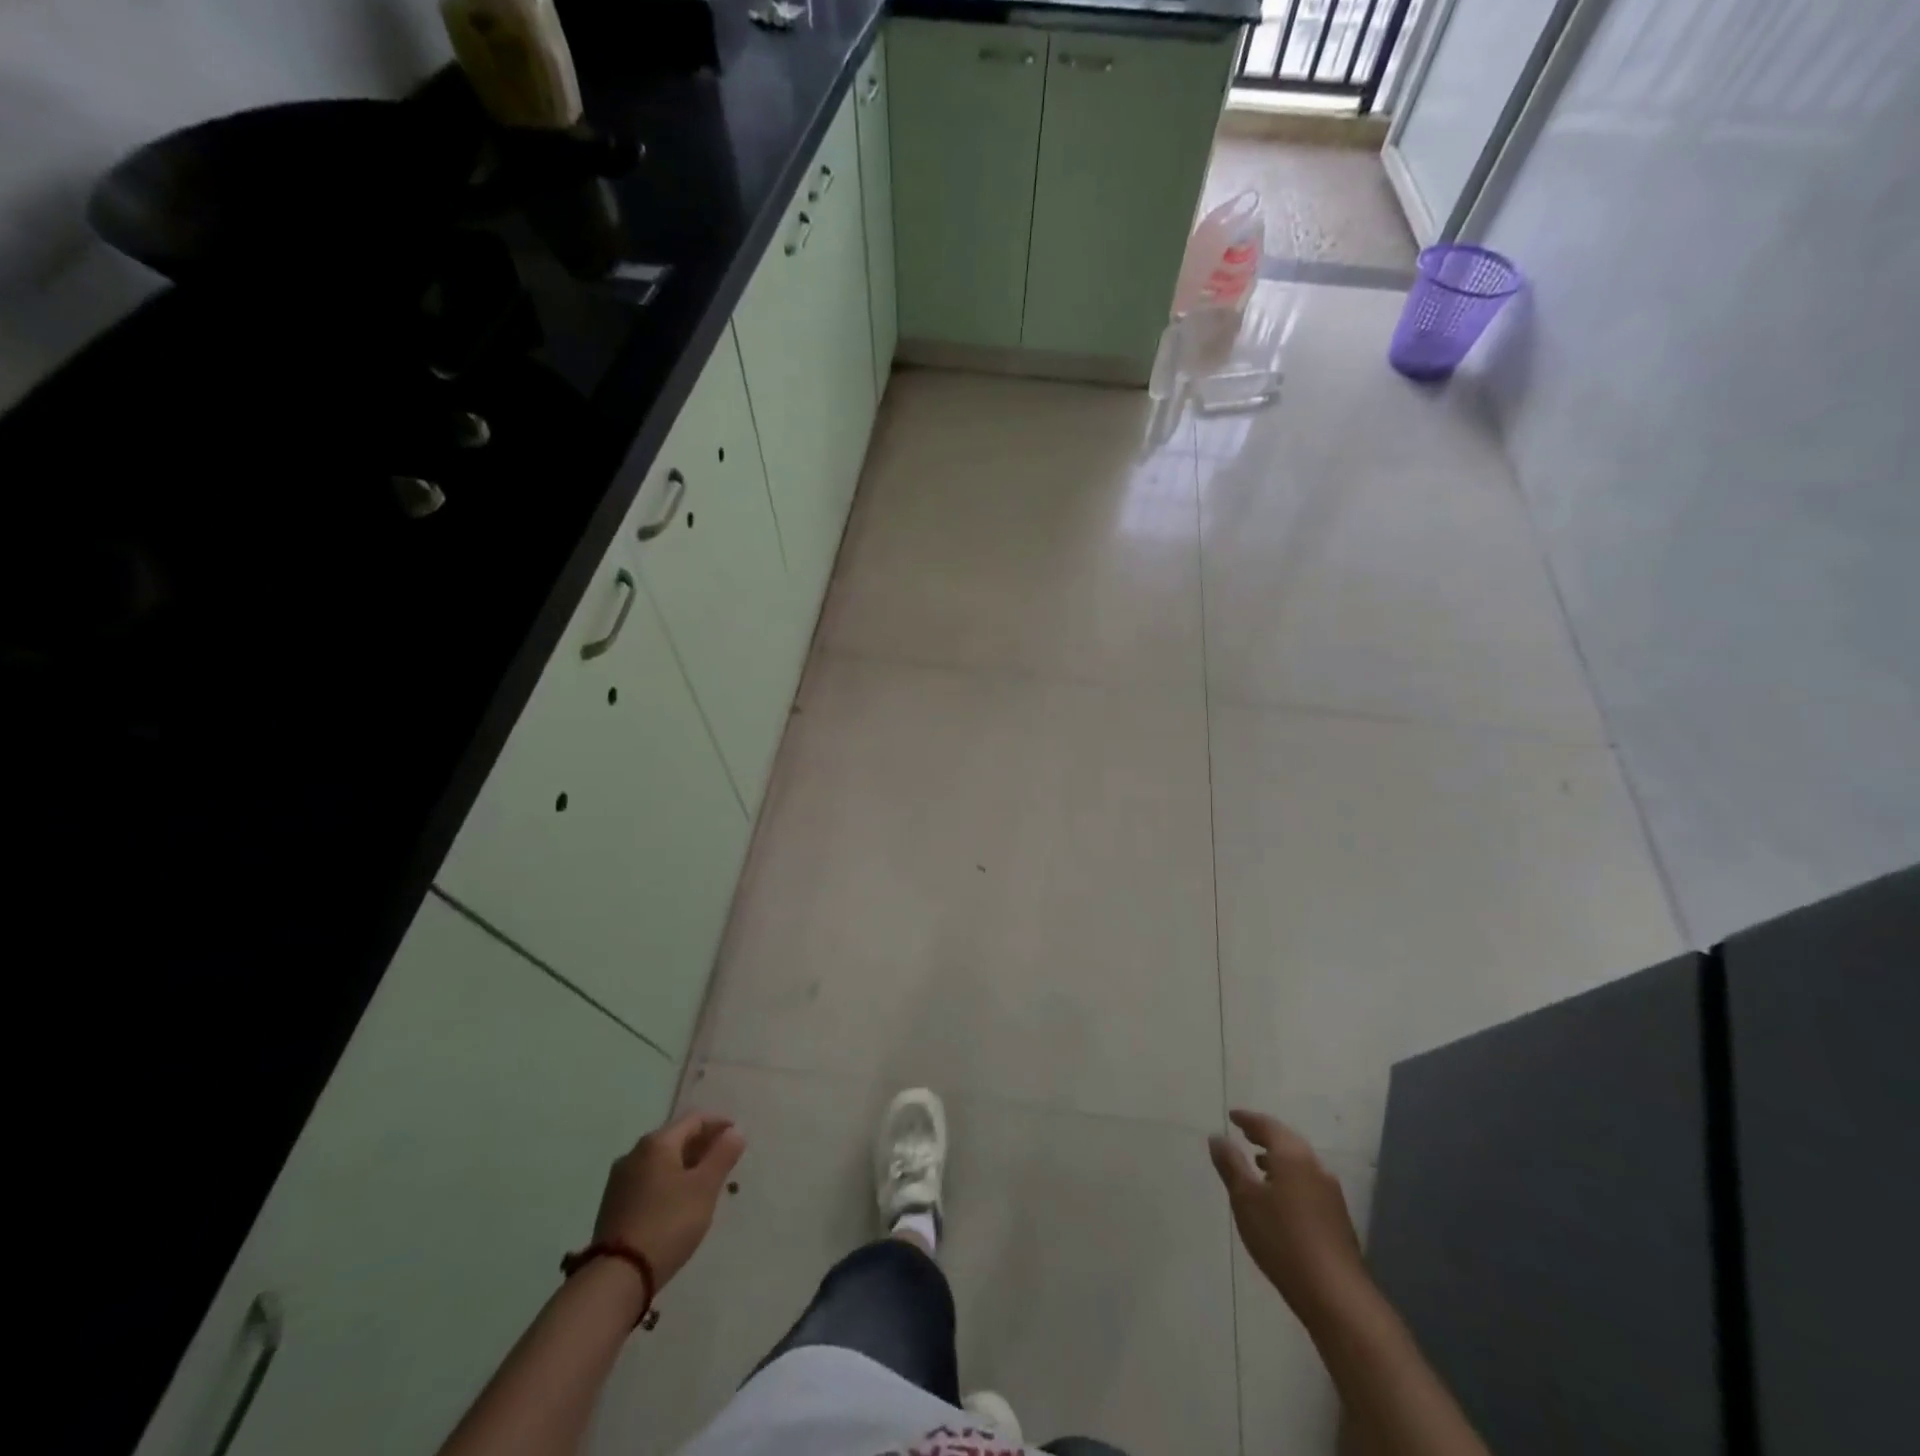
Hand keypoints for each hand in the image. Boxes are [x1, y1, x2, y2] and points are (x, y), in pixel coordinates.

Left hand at [593, 1112, 744, 1288]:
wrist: (616, 1278)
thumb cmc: (668, 1223)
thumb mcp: (704, 1188)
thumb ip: (722, 1155)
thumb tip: (735, 1131)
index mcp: (657, 1143)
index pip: (694, 1119)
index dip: (719, 1124)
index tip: (737, 1137)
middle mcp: (634, 1153)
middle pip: (676, 1138)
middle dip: (702, 1145)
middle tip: (724, 1161)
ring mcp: (620, 1180)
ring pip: (661, 1161)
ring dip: (685, 1165)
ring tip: (704, 1183)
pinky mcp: (613, 1205)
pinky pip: (648, 1180)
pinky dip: (668, 1182)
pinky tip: (678, 1202)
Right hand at [1209, 1109, 1367, 1323]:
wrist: (1335, 1294)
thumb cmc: (1282, 1239)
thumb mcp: (1245, 1199)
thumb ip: (1230, 1165)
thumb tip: (1218, 1137)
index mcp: (1293, 1156)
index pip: (1268, 1126)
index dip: (1248, 1119)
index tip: (1232, 1116)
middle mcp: (1315, 1167)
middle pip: (1287, 1141)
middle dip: (1265, 1136)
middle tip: (1245, 1134)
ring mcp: (1330, 1193)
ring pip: (1299, 1164)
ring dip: (1278, 1159)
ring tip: (1258, 1165)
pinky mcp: (1337, 1218)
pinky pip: (1308, 1183)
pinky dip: (1289, 1178)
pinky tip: (1279, 1198)